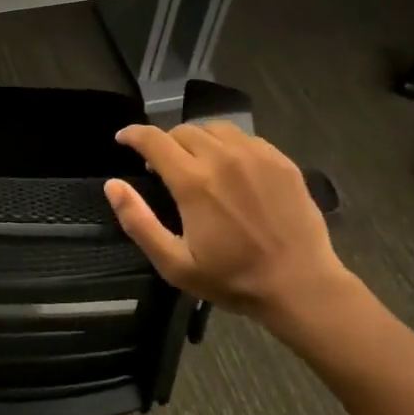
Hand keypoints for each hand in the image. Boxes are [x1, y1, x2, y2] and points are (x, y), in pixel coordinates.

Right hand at [104, 122, 373, 352]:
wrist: (300, 285)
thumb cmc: (233, 279)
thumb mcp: (175, 263)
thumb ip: (138, 221)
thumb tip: (113, 185)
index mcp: (193, 182)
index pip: (153, 140)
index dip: (133, 135)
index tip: (123, 139)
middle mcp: (223, 158)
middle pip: (183, 130)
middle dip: (164, 142)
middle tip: (162, 166)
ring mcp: (256, 155)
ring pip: (215, 128)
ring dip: (197, 139)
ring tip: (196, 161)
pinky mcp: (280, 160)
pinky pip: (245, 138)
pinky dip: (227, 145)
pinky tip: (230, 167)